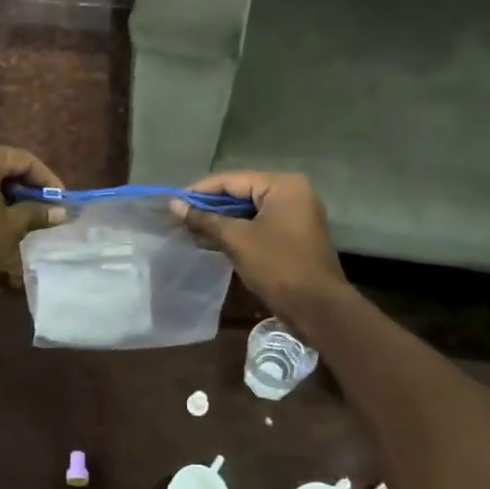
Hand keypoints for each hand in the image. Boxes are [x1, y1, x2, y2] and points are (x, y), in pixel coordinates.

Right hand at [175, 171, 346, 319]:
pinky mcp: (290, 237)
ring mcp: (293, 216)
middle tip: (178, 217)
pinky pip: (257, 226)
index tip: (172, 202)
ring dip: (219, 222)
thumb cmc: (278, 266)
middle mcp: (291, 194)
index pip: (232, 180)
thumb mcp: (237, 240)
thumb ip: (205, 219)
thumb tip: (174, 206)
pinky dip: (235, 232)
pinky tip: (209, 241)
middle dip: (208, 207)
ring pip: (247, 212)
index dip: (199, 191)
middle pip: (240, 194)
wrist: (317, 308)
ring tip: (188, 230)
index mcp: (283, 186)